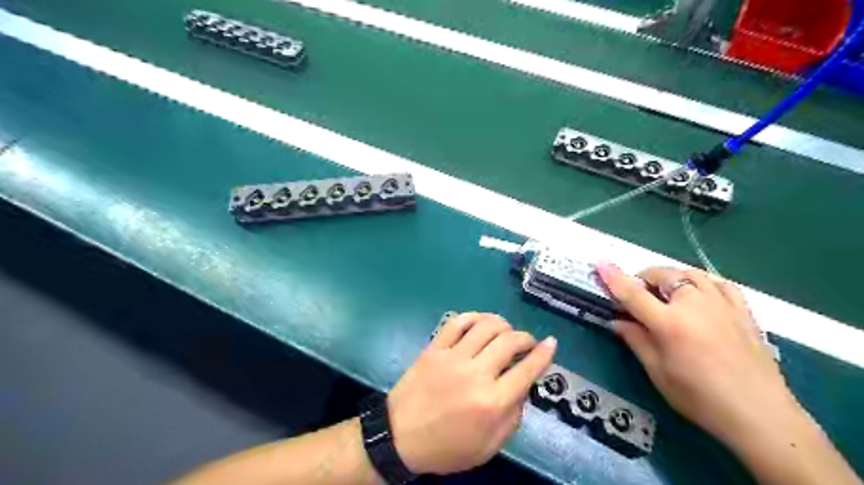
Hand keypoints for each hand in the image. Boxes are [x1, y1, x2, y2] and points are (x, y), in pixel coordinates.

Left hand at [389, 313, 556, 475]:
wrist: (399, 437)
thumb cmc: (447, 447)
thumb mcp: (488, 446)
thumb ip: (512, 417)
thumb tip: (523, 387)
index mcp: (492, 402)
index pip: (527, 370)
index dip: (544, 354)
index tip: (552, 343)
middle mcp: (475, 374)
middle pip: (509, 342)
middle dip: (525, 337)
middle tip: (527, 342)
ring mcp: (452, 357)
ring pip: (486, 326)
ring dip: (503, 324)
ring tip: (506, 331)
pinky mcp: (434, 348)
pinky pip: (458, 322)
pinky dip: (474, 317)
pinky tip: (481, 322)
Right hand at [595, 263, 795, 445]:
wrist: (761, 415)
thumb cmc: (700, 399)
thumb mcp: (658, 373)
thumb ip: (636, 341)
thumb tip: (617, 322)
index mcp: (670, 324)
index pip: (633, 293)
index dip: (614, 277)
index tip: (601, 263)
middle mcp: (695, 306)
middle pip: (663, 275)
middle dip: (645, 278)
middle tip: (638, 294)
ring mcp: (722, 304)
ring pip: (690, 274)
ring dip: (671, 277)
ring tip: (665, 292)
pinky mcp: (742, 310)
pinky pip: (719, 283)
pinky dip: (702, 282)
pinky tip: (699, 293)